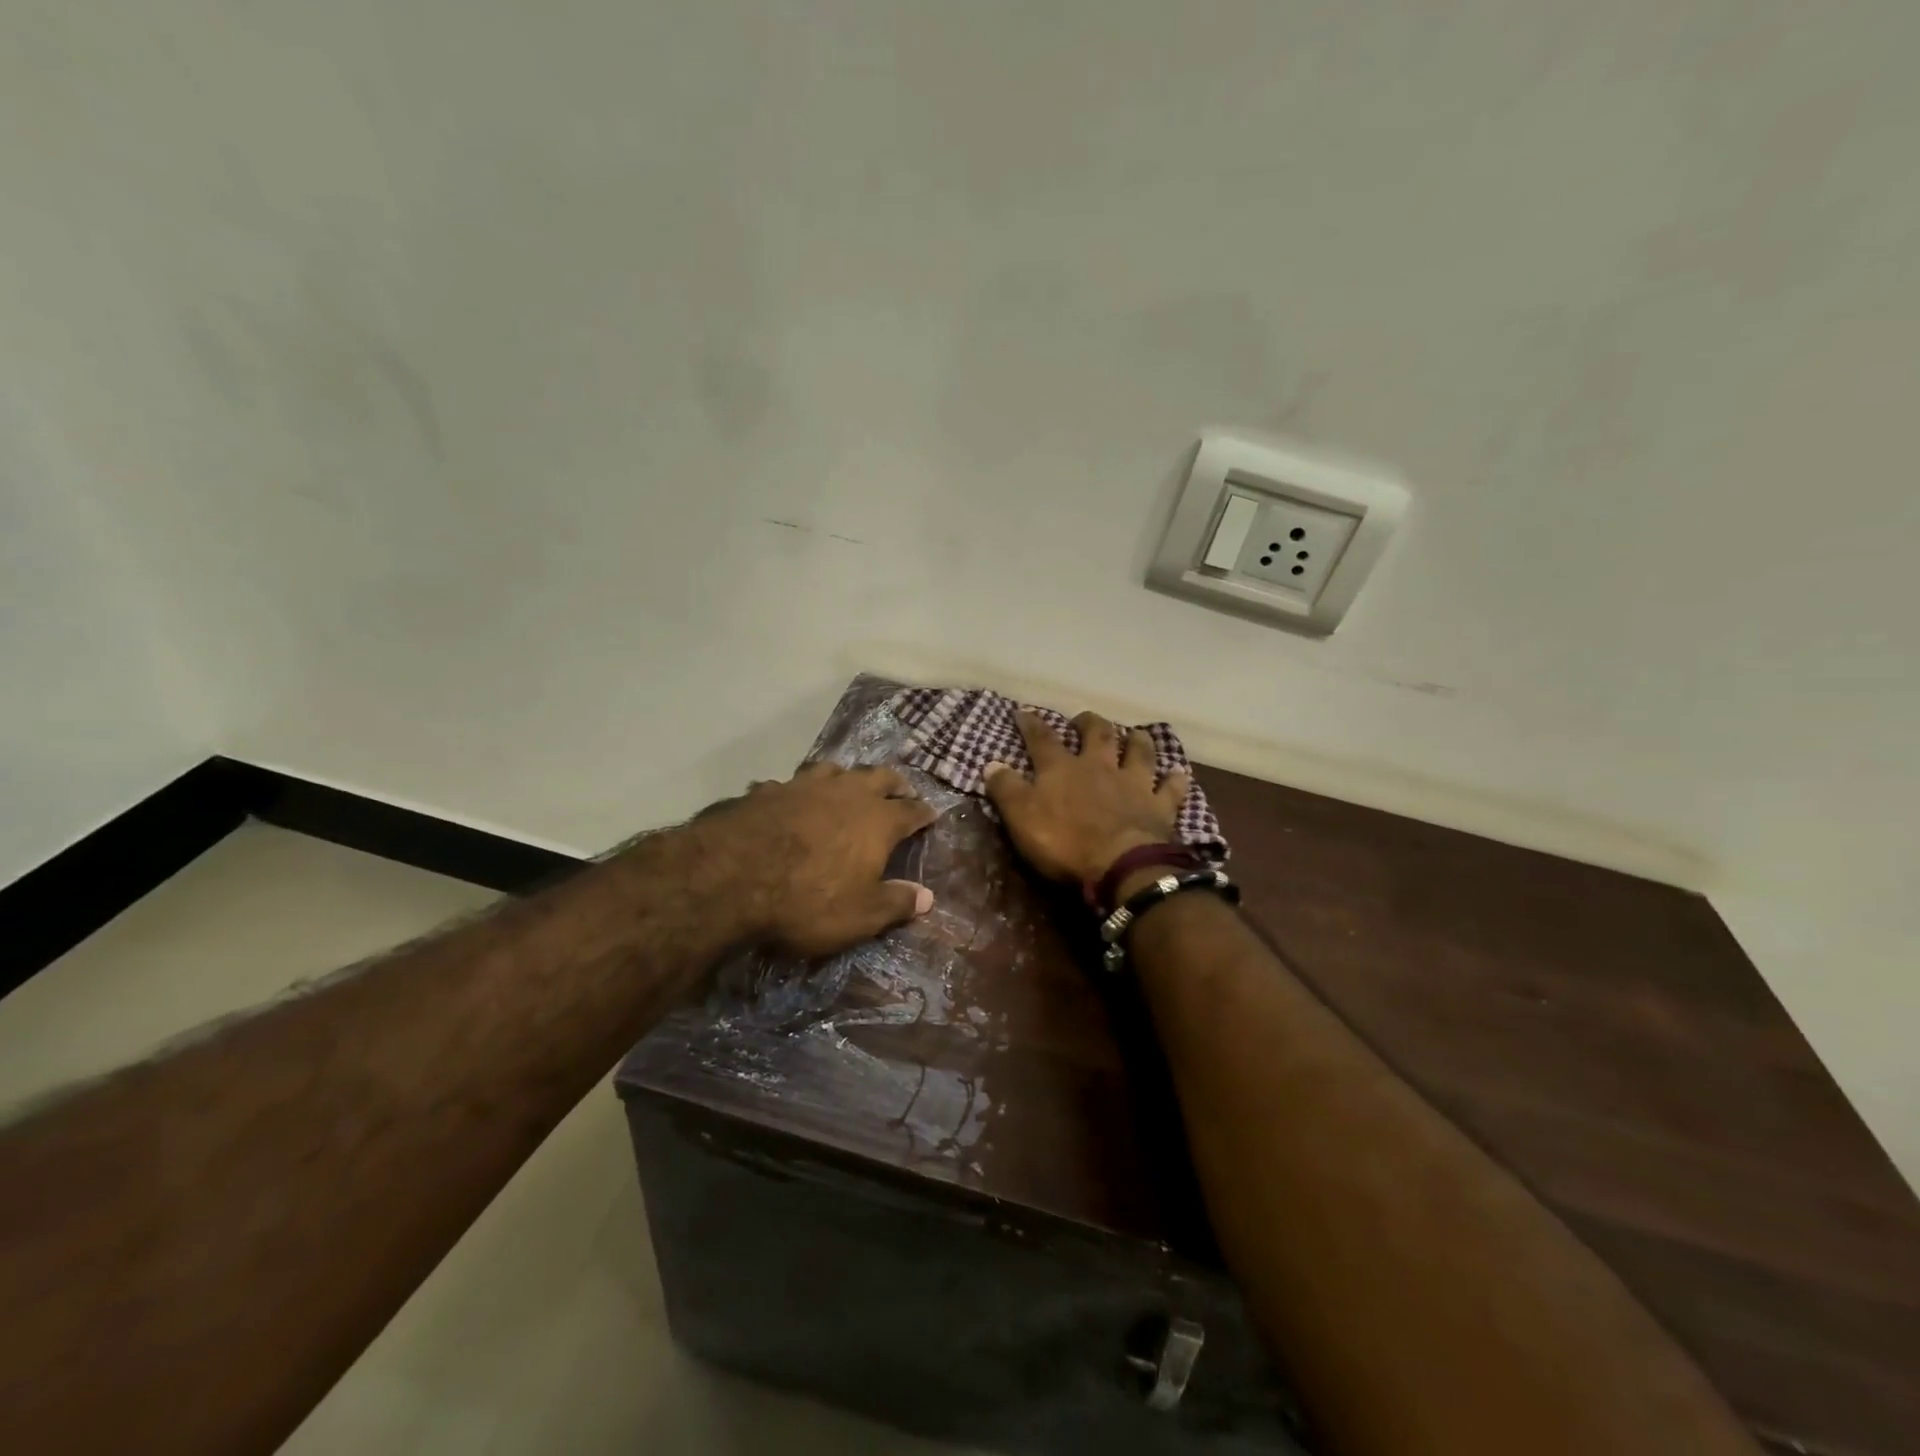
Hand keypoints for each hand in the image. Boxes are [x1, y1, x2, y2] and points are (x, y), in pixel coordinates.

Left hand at [708, 762, 936, 958]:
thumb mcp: (861, 915)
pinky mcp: (767, 790)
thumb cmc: (809, 900)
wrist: (733, 876)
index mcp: (877, 820)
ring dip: (847, 776)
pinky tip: (790, 798)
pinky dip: (798, 790)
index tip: (932, 814)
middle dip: (894, 783)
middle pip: (879, 776)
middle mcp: (847, 793)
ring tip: (850, 783)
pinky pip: (790, 784)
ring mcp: (805, 786)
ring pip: (835, 769)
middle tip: (901, 789)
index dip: (923, 813)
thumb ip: (896, 903)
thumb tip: (927, 897)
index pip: (910, 811)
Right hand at [983, 710, 1190, 887]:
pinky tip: (1179, 773)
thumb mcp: (1021, 817)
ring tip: (1135, 733)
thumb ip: (1006, 789)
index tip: (1024, 711)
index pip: (1042, 739)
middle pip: (1098, 734)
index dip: (1032, 724)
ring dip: (1137, 740)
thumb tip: (991, 764)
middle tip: (1084, 719)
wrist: (1120, 865)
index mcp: (1062, 769)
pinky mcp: (1160, 807)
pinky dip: (1175, 780)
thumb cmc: (1064, 841)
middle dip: (1089, 723)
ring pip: (1139, 752)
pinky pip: (1171, 788)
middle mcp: (1100, 767)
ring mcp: (1133, 784)